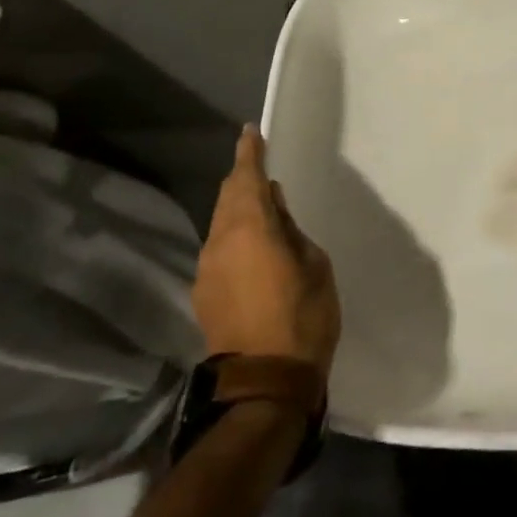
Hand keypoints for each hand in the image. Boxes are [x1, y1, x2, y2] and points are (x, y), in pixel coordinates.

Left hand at [193, 125, 339, 373]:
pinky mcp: (203, 294)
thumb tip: (274, 210)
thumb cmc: (302, 317)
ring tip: (260, 206)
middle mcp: (220, 242)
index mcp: (250, 228)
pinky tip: (251, 246)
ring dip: (237, 209)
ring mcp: (206, 269)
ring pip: (220, 224)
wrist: (263, 384)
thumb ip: (291, 230)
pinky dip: (233, 236)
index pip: (246, 178)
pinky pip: (219, 249)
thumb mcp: (314, 265)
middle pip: (227, 197)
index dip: (249, 152)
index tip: (250, 132)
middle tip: (258, 166)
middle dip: (241, 178)